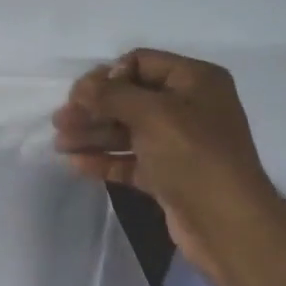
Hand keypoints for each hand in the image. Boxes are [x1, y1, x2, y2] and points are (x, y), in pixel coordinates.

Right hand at [53, 49, 278, 278]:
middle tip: (59, 121)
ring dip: (92, 135)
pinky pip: (129, 160)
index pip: (142, 63)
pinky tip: (75, 164)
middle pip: (129, 99)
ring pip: (126, 132)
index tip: (80, 96)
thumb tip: (81, 87)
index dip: (108, 76)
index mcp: (195, 81)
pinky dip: (103, 160)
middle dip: (93, 109)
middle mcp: (188, 107)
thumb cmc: (193, 156)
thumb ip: (112, 95)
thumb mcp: (153, 114)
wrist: (226, 222)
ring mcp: (178, 144)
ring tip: (59, 144)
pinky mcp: (167, 175)